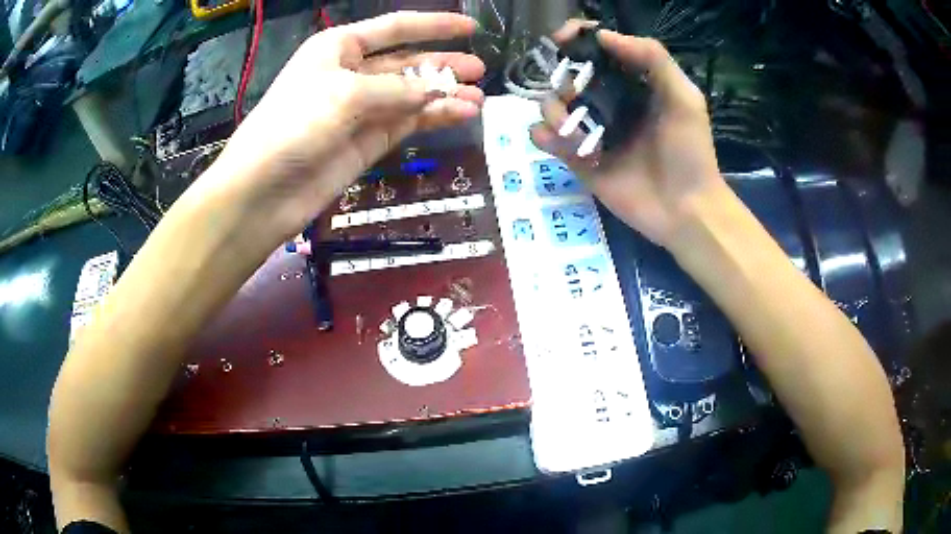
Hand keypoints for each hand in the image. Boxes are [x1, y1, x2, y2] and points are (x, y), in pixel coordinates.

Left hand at [200, 11, 485, 240]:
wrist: (263, 191)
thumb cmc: (294, 125)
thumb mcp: (346, 93)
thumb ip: (398, 90)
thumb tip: (441, 93)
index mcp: (340, 48)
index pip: (395, 28)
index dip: (434, 25)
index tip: (472, 27)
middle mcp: (352, 73)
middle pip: (408, 62)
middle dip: (443, 64)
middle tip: (479, 70)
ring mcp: (362, 109)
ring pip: (412, 95)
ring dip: (445, 95)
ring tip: (479, 98)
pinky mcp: (368, 141)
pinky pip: (408, 121)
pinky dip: (435, 118)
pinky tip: (462, 114)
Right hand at [530, 22, 725, 248]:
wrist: (685, 210)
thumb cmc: (690, 153)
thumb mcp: (684, 98)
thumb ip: (653, 59)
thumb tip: (603, 35)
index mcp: (630, 83)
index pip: (595, 51)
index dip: (576, 39)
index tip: (562, 40)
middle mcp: (606, 101)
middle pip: (565, 75)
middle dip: (563, 80)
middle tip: (576, 96)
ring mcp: (589, 130)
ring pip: (550, 105)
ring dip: (555, 112)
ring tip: (577, 134)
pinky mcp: (577, 159)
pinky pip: (545, 139)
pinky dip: (544, 137)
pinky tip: (562, 144)